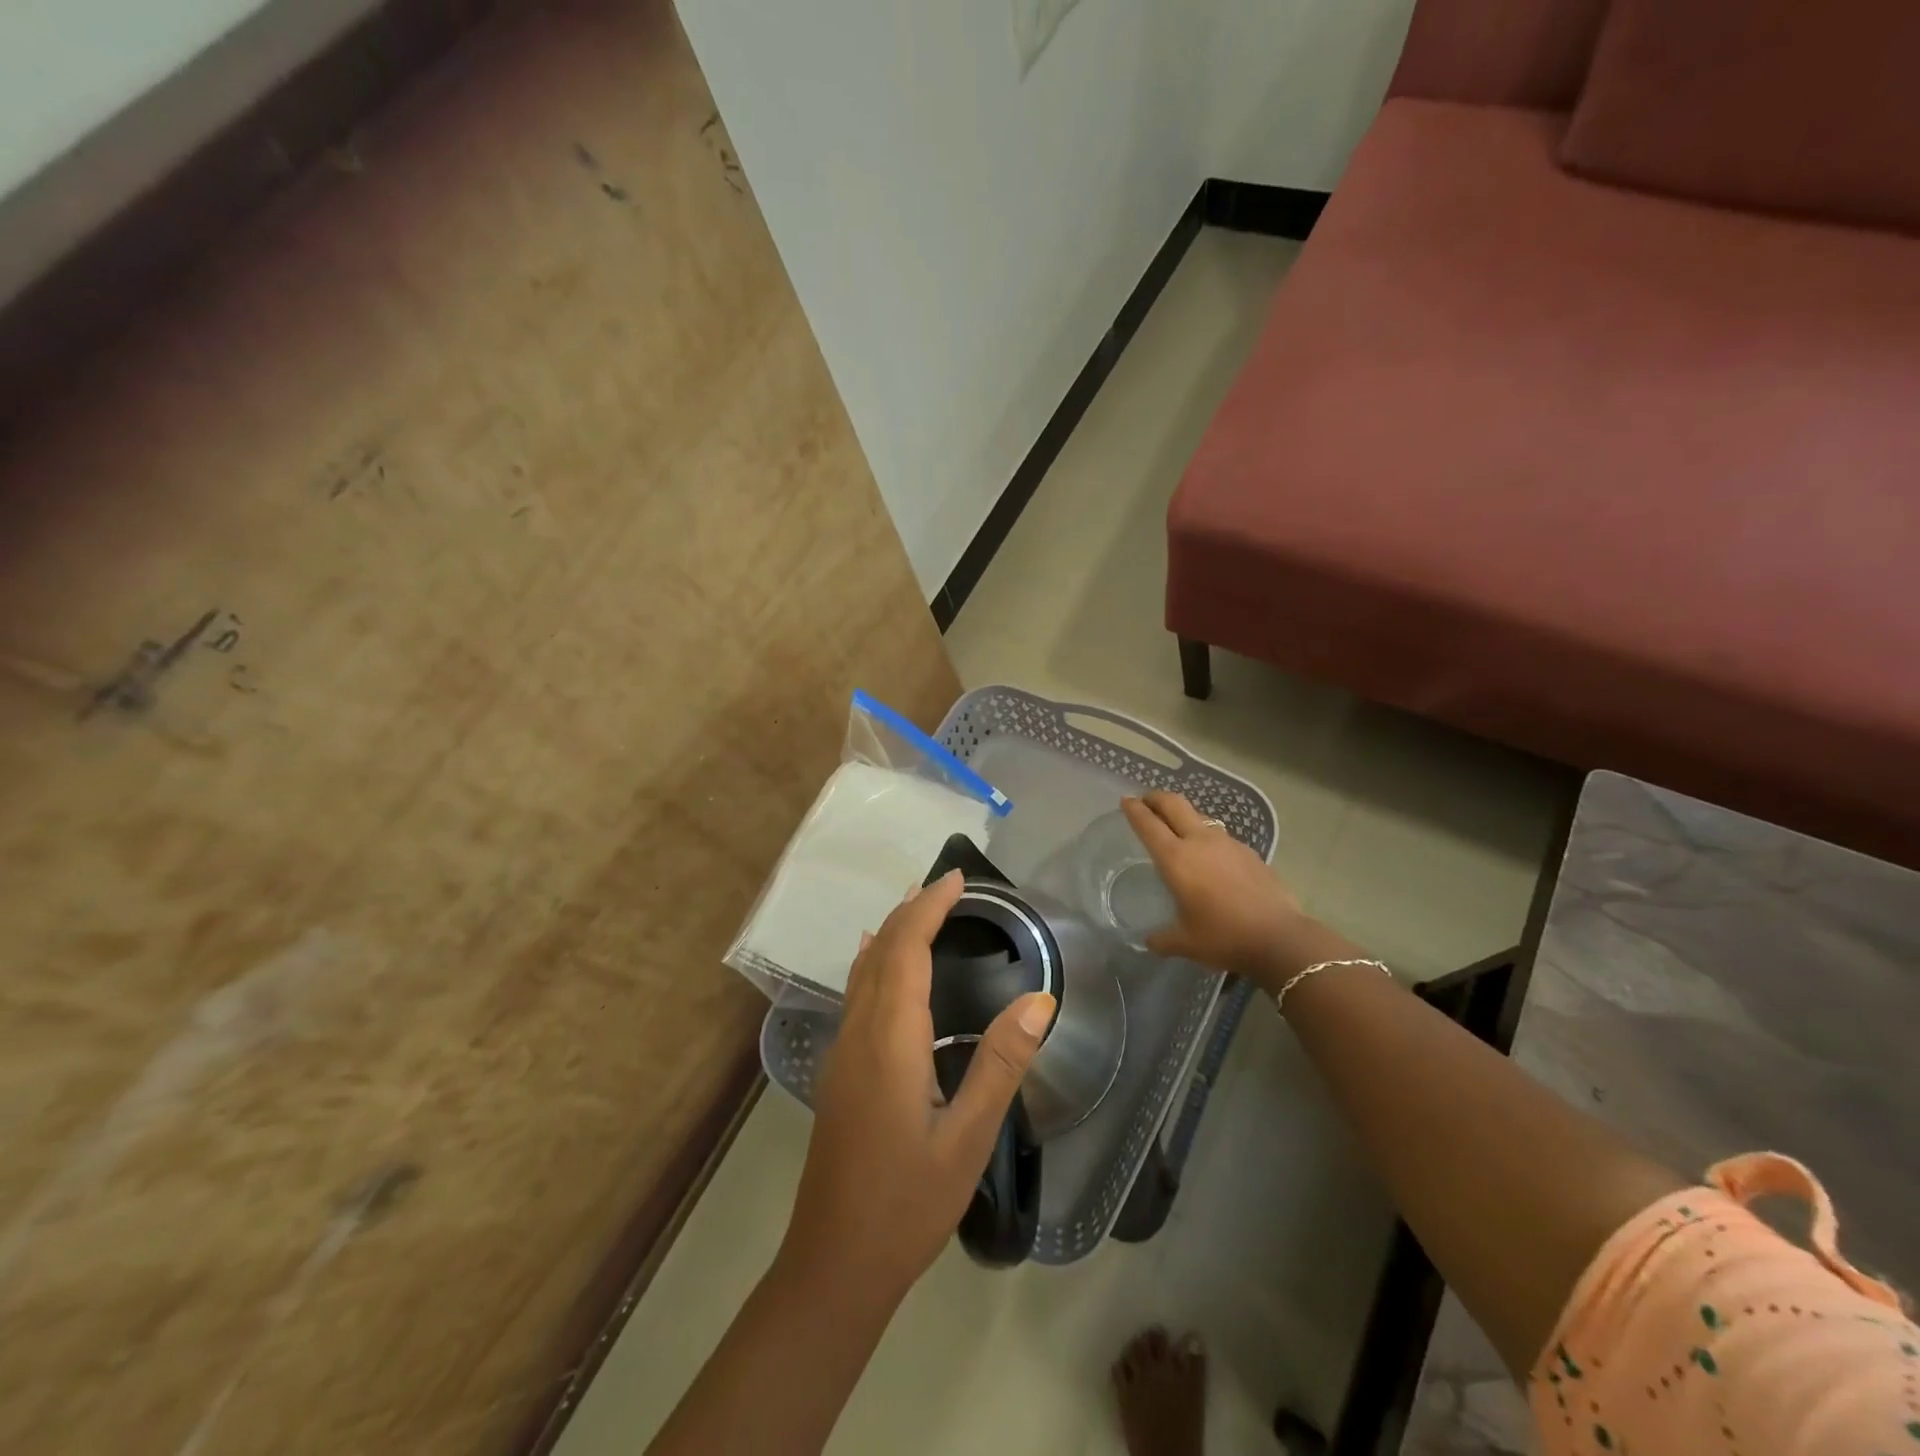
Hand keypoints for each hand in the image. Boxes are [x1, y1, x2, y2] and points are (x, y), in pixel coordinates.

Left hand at [782, 870, 1055, 1299]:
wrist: (833, 1263)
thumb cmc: (907, 1203)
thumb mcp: (967, 1139)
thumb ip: (1000, 1065)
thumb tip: (1039, 999)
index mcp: (890, 1039)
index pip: (907, 950)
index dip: (929, 908)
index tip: (956, 878)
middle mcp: (858, 1032)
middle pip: (880, 950)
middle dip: (911, 910)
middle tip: (945, 884)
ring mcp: (841, 1051)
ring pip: (863, 970)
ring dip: (890, 931)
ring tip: (917, 906)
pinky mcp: (837, 1070)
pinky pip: (855, 992)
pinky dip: (873, 961)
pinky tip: (877, 962)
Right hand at [1121, 792, 1304, 989]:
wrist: (1280, 938)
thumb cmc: (1224, 937)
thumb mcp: (1185, 943)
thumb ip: (1163, 939)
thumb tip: (1149, 941)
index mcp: (1176, 859)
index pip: (1148, 824)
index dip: (1134, 810)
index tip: (1126, 801)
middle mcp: (1200, 842)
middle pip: (1174, 804)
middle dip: (1157, 798)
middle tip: (1146, 800)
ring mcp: (1228, 843)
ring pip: (1200, 817)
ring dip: (1184, 816)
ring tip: (1178, 829)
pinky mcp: (1249, 852)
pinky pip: (1221, 836)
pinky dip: (1208, 837)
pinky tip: (1212, 858)